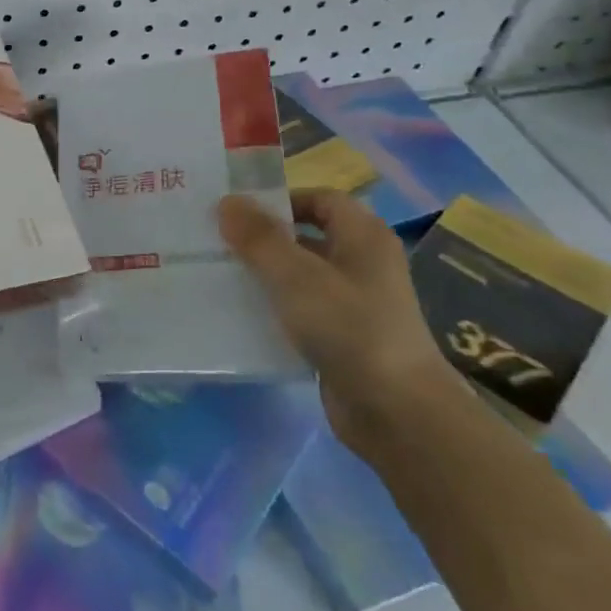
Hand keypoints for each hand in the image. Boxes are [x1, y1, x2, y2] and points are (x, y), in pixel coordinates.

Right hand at [217, 188, 463, 459]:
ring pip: (299, 276)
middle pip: (306, 236)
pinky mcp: (341, 338)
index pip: (319, 199)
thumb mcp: (296, 276)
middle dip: (262, 238)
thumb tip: (227, 201)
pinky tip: (238, 315)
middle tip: (214, 240)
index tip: (235, 211)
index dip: (280, 200)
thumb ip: (259, 238)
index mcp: (363, 237)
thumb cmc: (349, 328)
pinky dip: (272, 309)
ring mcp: (353, 303)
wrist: (396, 411)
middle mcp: (362, 264)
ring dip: (263, 274)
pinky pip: (300, 311)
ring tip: (215, 274)